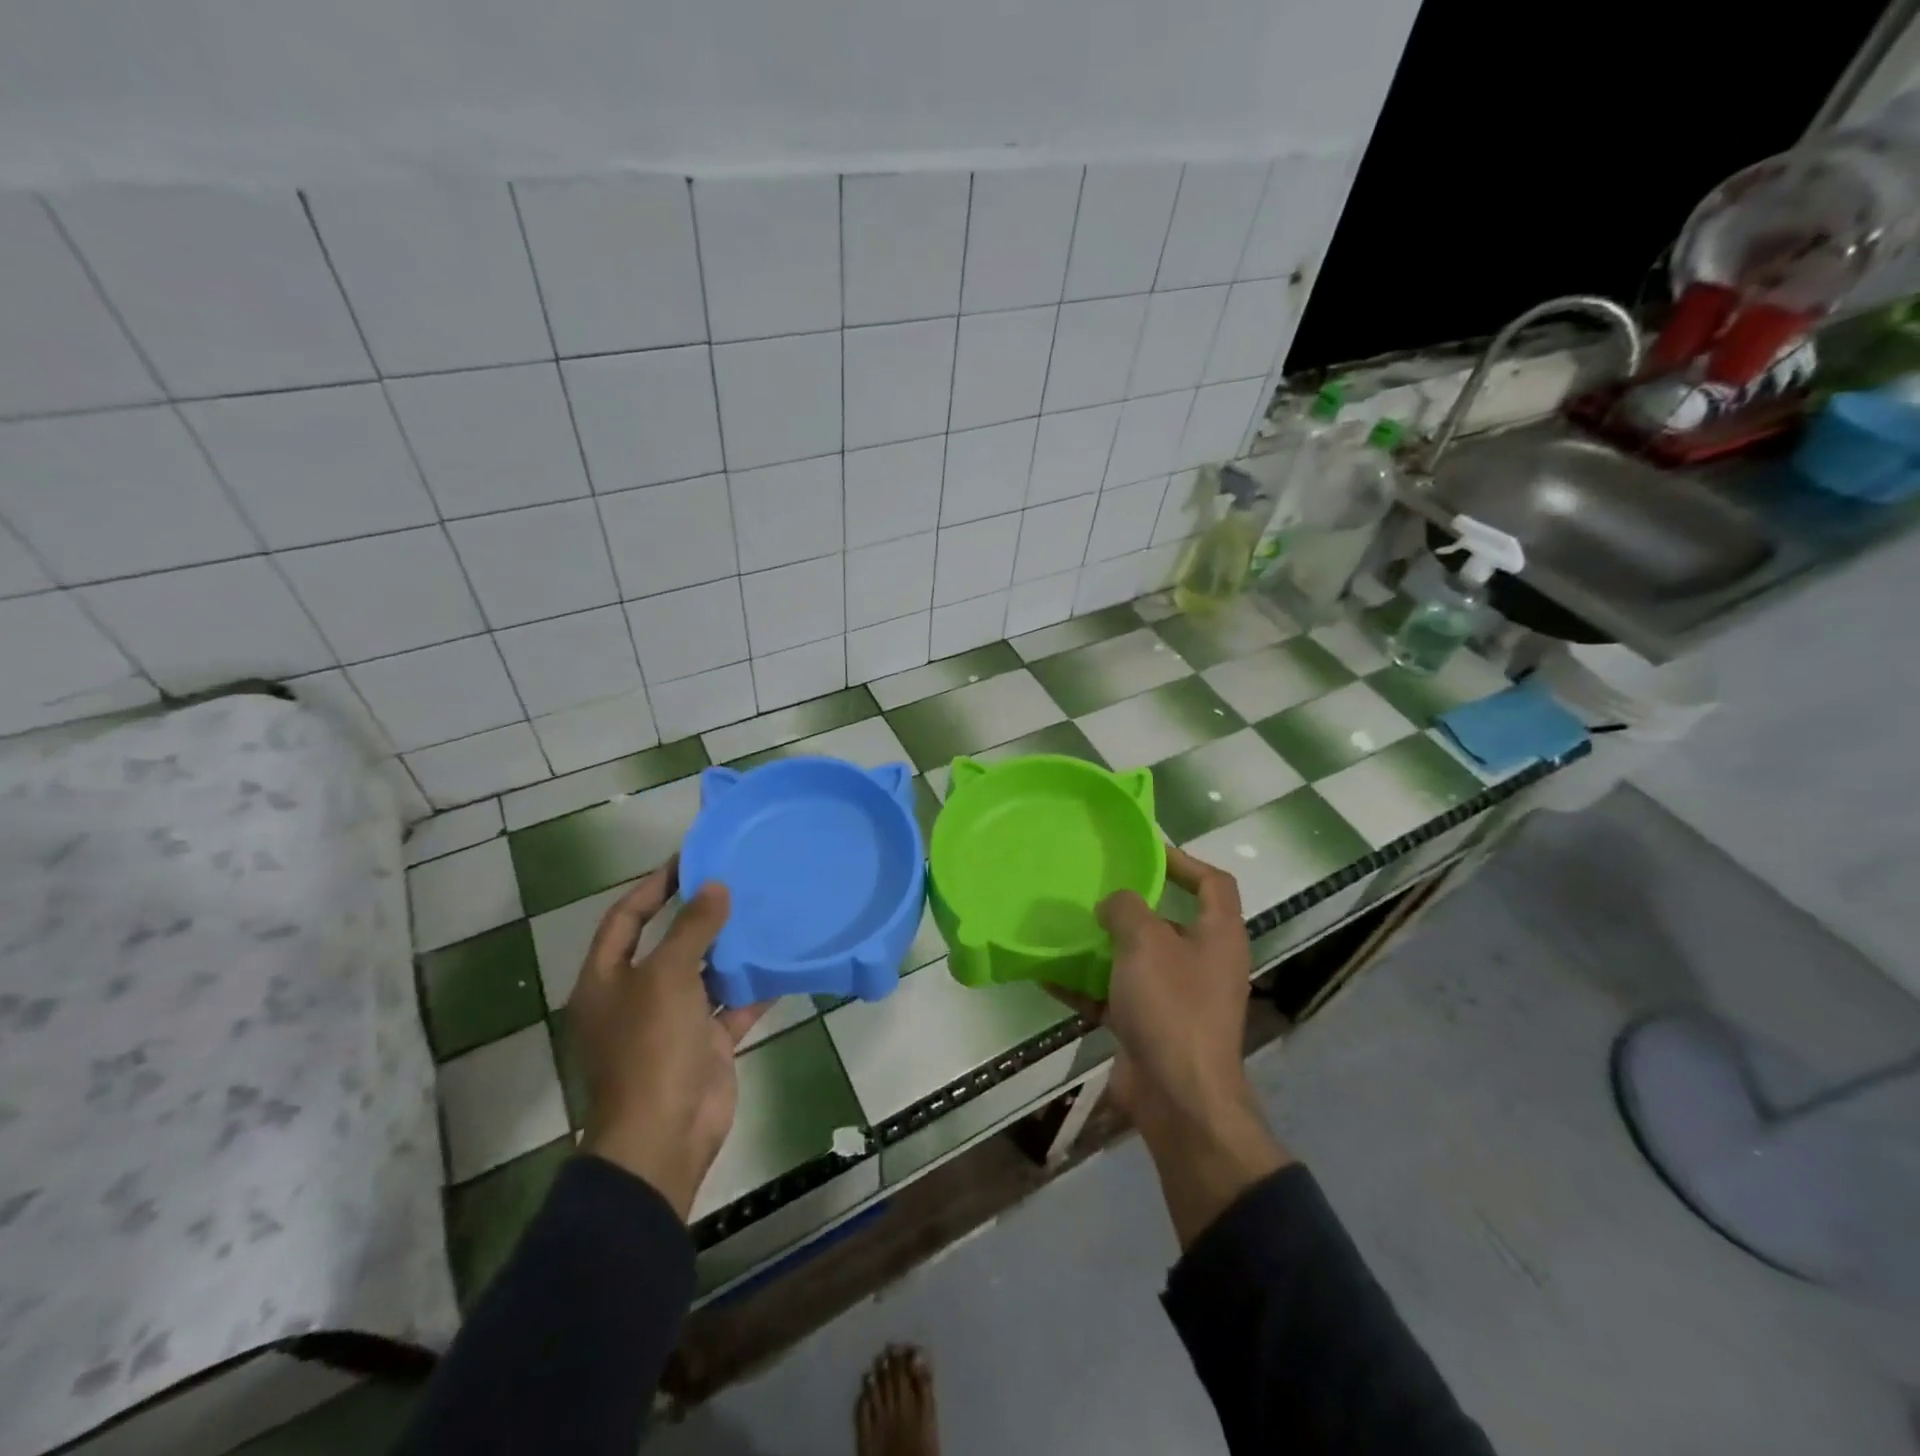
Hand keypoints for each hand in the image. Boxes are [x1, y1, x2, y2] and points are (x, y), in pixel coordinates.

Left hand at [568, 860, 768, 1219]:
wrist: (665, 1134)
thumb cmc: (651, 1046)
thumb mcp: (667, 976)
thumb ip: (692, 928)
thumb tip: (715, 886)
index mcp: (607, 980)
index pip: (626, 918)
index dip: (653, 886)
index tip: (690, 860)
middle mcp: (636, 997)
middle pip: (668, 945)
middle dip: (699, 915)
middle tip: (736, 881)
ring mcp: (673, 1023)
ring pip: (704, 974)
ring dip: (730, 949)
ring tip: (763, 912)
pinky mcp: (705, 1044)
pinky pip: (733, 1006)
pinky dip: (755, 988)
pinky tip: (782, 963)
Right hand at [1054, 845, 1289, 1245]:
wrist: (1179, 1098)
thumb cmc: (1172, 1006)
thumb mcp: (1145, 942)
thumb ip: (1126, 909)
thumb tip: (1114, 904)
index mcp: (1218, 936)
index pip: (1213, 883)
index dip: (1183, 861)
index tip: (1144, 851)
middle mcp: (1202, 963)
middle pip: (1169, 920)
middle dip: (1132, 905)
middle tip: (1094, 886)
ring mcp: (1176, 998)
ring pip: (1137, 959)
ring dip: (1103, 945)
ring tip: (1066, 924)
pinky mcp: (1149, 1027)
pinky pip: (1113, 996)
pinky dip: (1085, 985)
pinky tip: (1048, 974)